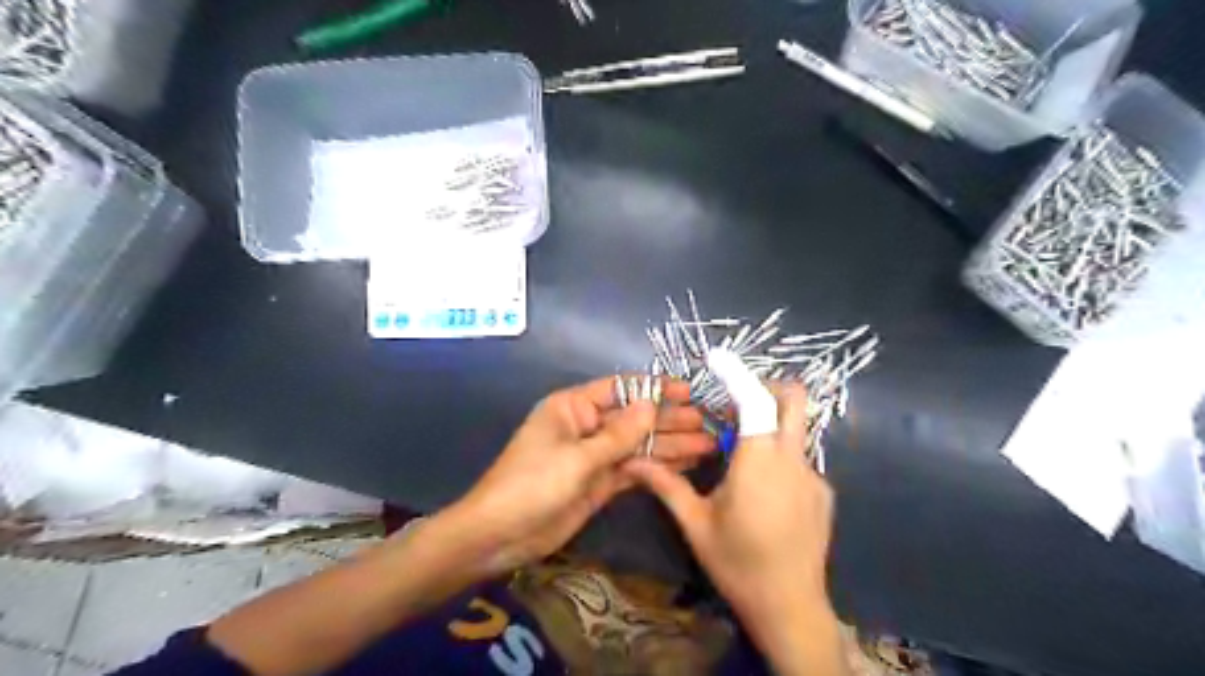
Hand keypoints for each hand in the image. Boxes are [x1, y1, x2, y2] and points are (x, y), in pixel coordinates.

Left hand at [449, 376, 713, 575]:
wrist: (500, 535)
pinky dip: (657, 468)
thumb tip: (652, 405)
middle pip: (634, 418)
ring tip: (707, 445)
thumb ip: (618, 435)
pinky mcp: (600, 483)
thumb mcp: (577, 457)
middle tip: (706, 423)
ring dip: (670, 445)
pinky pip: (633, 470)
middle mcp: (587, 426)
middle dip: (669, 420)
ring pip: (638, 445)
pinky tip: (685, 465)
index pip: (620, 389)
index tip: (688, 391)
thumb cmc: (532, 484)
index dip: (654, 388)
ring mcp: (594, 456)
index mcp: (573, 407)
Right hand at [633, 386, 839, 669]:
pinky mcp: (823, 493)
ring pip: (796, 429)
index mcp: (760, 461)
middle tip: (734, 407)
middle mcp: (793, 459)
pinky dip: (779, 457)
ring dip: (769, 426)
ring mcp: (814, 476)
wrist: (791, 609)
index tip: (716, 358)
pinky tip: (763, 493)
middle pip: (794, 400)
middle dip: (766, 389)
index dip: (736, 374)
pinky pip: (800, 459)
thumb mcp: (695, 524)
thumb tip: (634, 461)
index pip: (755, 400)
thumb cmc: (738, 563)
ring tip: (740, 456)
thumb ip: (666, 486)